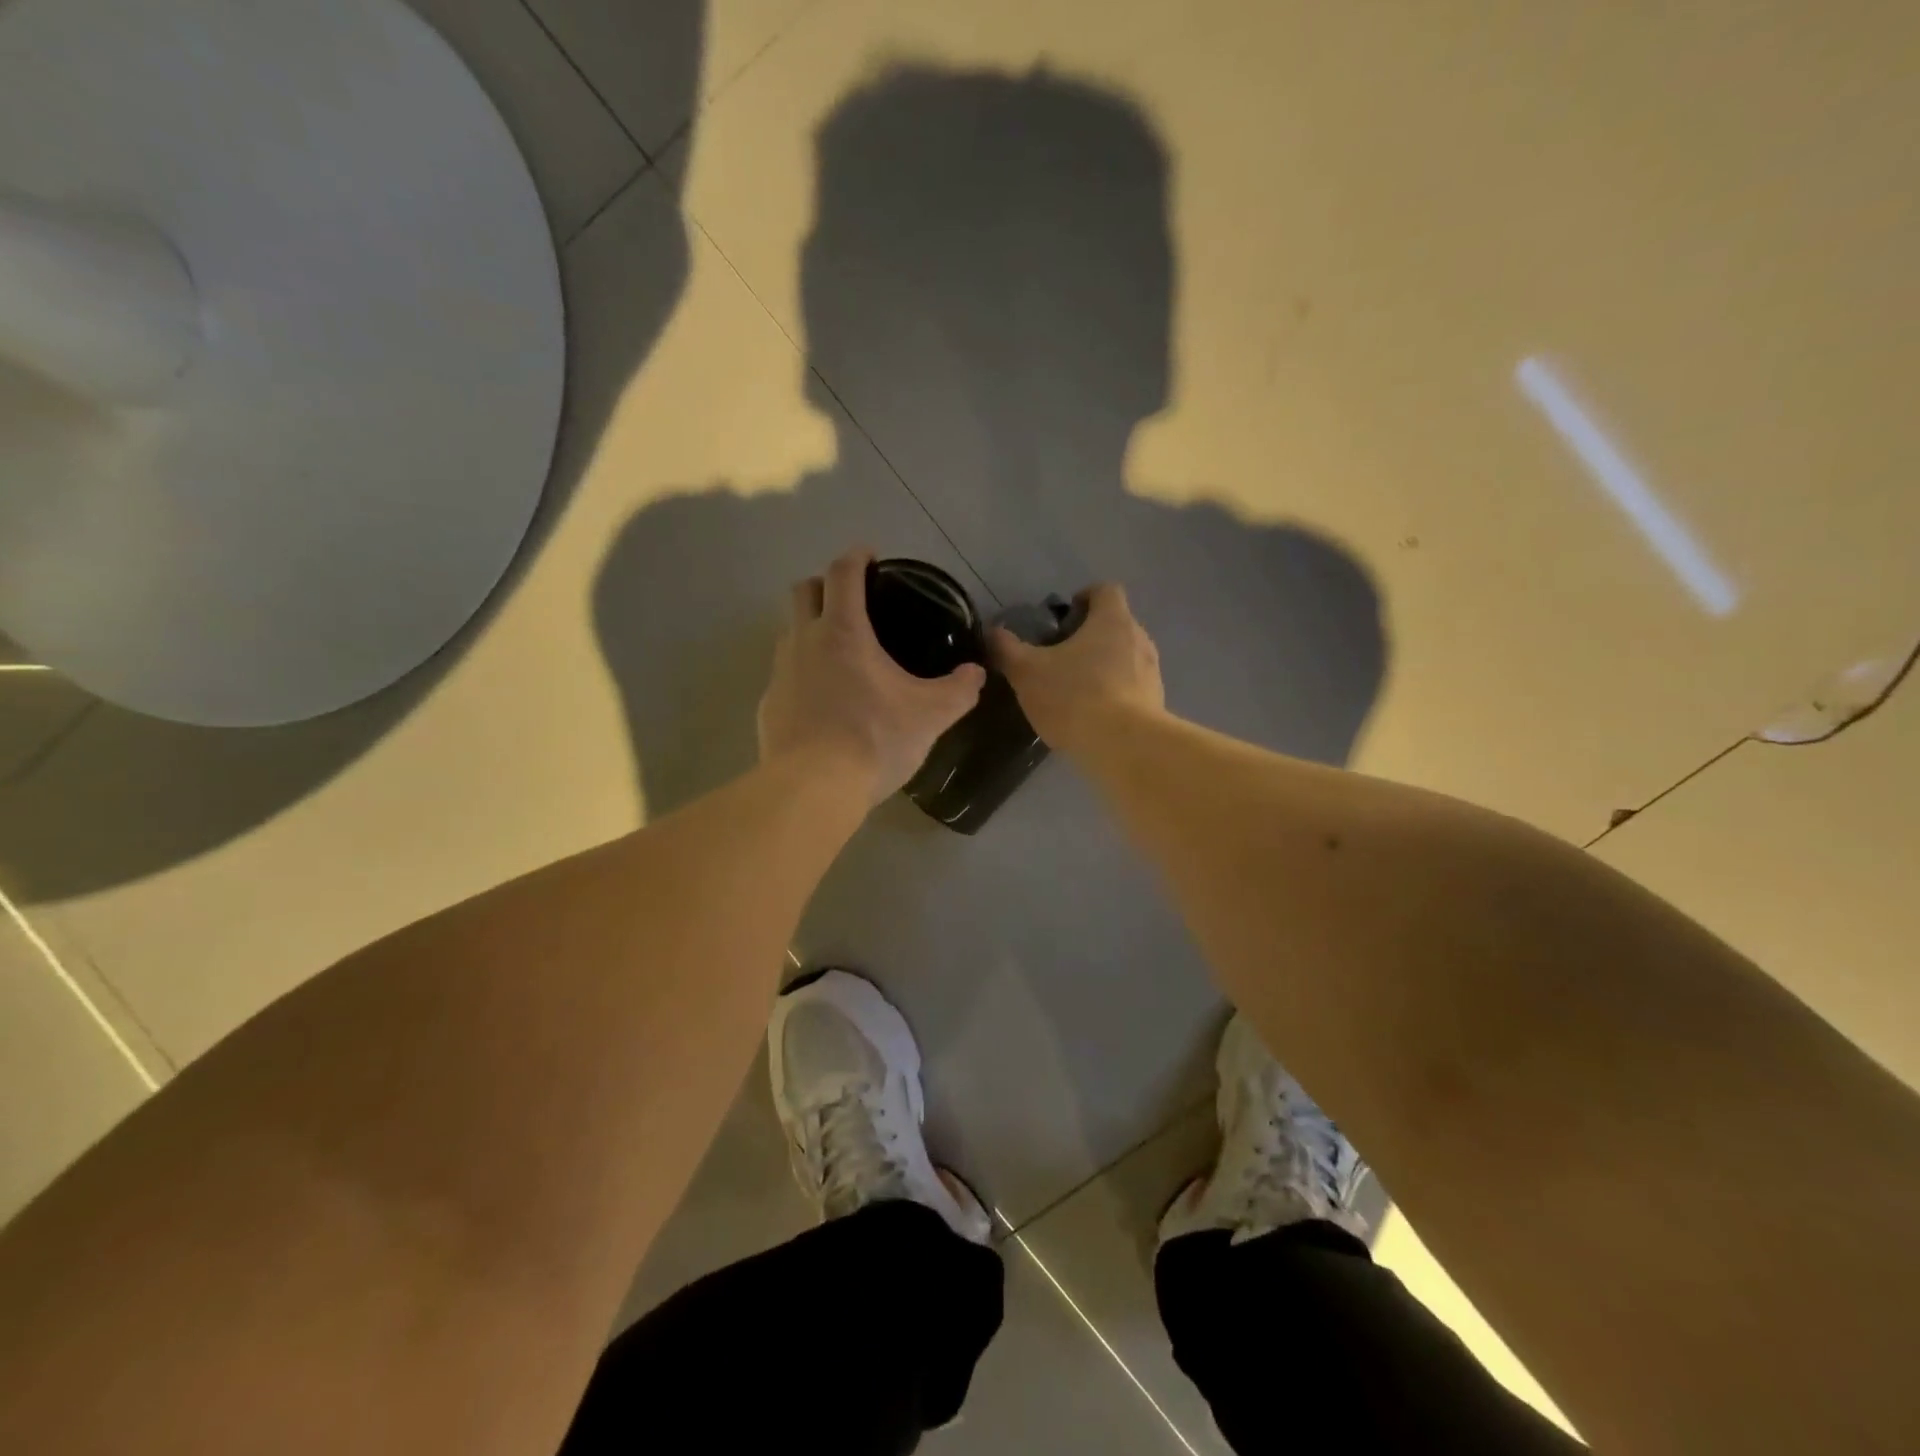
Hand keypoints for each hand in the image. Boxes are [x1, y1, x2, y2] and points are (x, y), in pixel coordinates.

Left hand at [758, 548, 987, 805]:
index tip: (870, 555)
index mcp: (843, 631)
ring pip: (789, 632)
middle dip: (825, 584)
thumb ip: (958, 690)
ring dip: (810, 629)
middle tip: (850, 599)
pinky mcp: (768, 706)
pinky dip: (802, 674)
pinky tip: (823, 702)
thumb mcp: (930, 716)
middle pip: (803, 590)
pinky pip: (784, 675)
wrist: (813, 788)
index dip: (857, 556)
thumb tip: (976, 674)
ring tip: (839, 653)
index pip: (843, 573)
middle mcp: (803, 641)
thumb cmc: (874, 739)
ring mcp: (780, 674)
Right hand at [989, 583, 1164, 751]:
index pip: (1105, 590)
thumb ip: (1007, 649)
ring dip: (1104, 666)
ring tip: (1077, 689)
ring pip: (1126, 657)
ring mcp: (1152, 671)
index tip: (1065, 617)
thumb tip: (994, 633)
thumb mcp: (1027, 672)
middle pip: (1116, 625)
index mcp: (1112, 620)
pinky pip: (1134, 687)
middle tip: (1062, 656)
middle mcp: (1139, 638)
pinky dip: (1116, 693)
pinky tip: (1094, 715)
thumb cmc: (1074, 697)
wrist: (1123, 746)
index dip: (1085, 597)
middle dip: (1090, 636)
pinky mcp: (1157, 702)